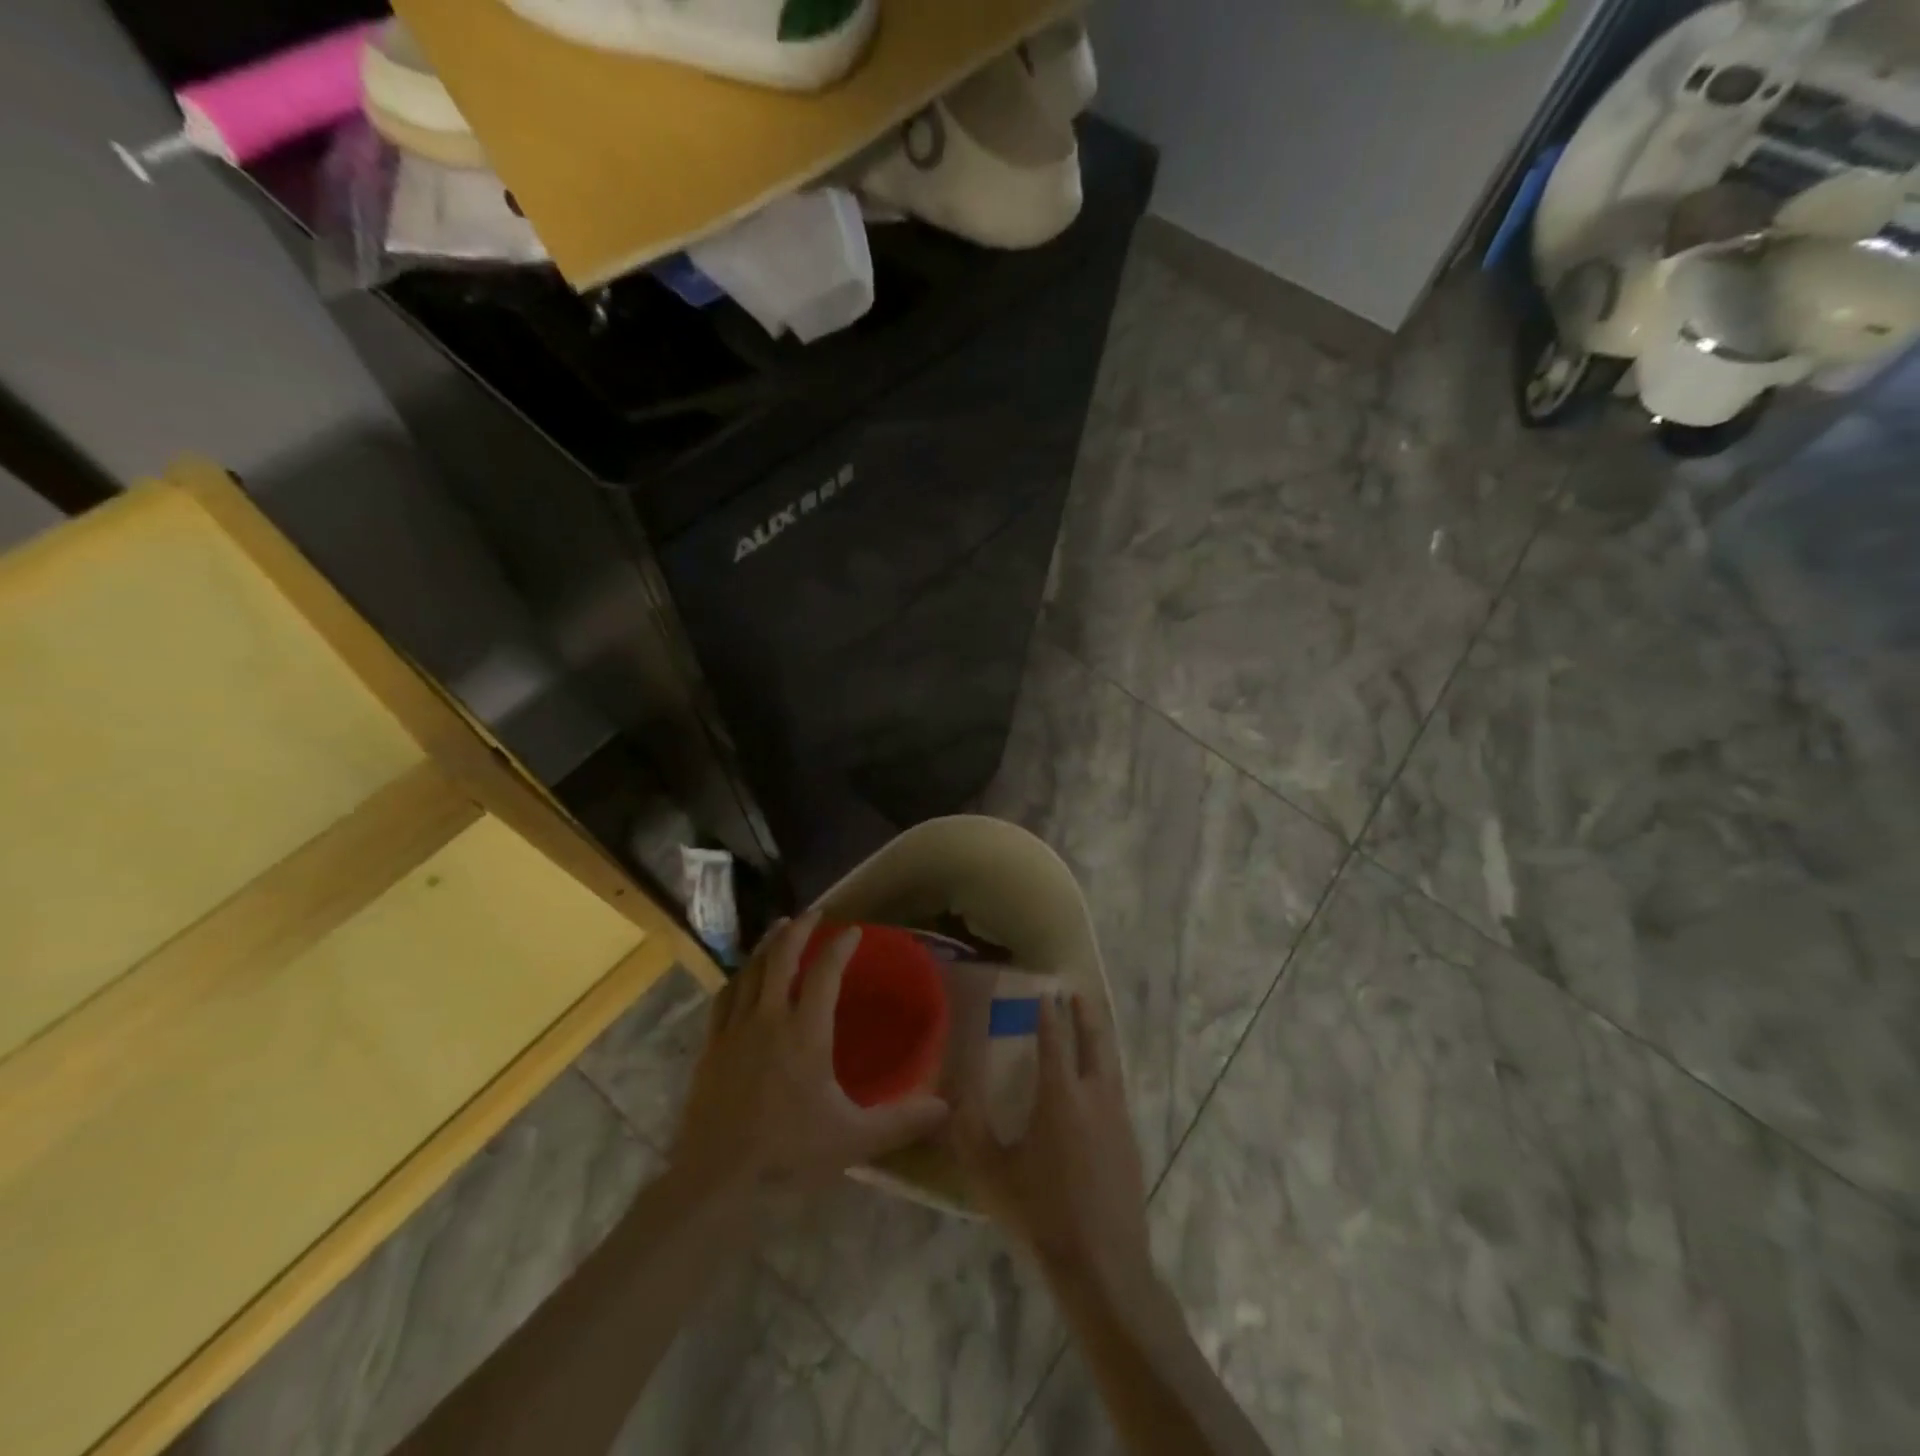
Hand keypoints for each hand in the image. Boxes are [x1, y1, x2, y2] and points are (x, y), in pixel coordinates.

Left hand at [669, 914, 948, 1201]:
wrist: (716, 1182)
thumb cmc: (789, 1155)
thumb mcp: (854, 1139)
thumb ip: (901, 1120)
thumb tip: (947, 1109)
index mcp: (805, 1032)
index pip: (824, 973)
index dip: (840, 947)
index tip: (854, 931)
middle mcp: (769, 1019)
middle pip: (781, 958)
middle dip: (799, 930)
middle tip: (813, 913)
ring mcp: (734, 1031)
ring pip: (750, 972)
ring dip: (767, 946)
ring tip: (778, 928)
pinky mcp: (710, 1049)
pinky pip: (724, 999)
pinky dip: (738, 978)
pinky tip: (741, 977)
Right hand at [952, 991, 1157, 1301]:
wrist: (1103, 1266)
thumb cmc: (1042, 1215)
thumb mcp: (991, 1173)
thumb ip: (968, 1129)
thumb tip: (949, 1092)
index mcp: (1060, 1096)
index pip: (1054, 1040)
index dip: (1048, 1014)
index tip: (1045, 991)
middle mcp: (1094, 1096)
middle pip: (1094, 1041)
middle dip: (1084, 1014)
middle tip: (1076, 992)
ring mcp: (1118, 1118)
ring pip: (1110, 1064)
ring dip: (1099, 1039)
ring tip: (1089, 1026)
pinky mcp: (1130, 1141)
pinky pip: (1116, 1090)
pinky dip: (1106, 1070)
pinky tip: (1098, 1083)